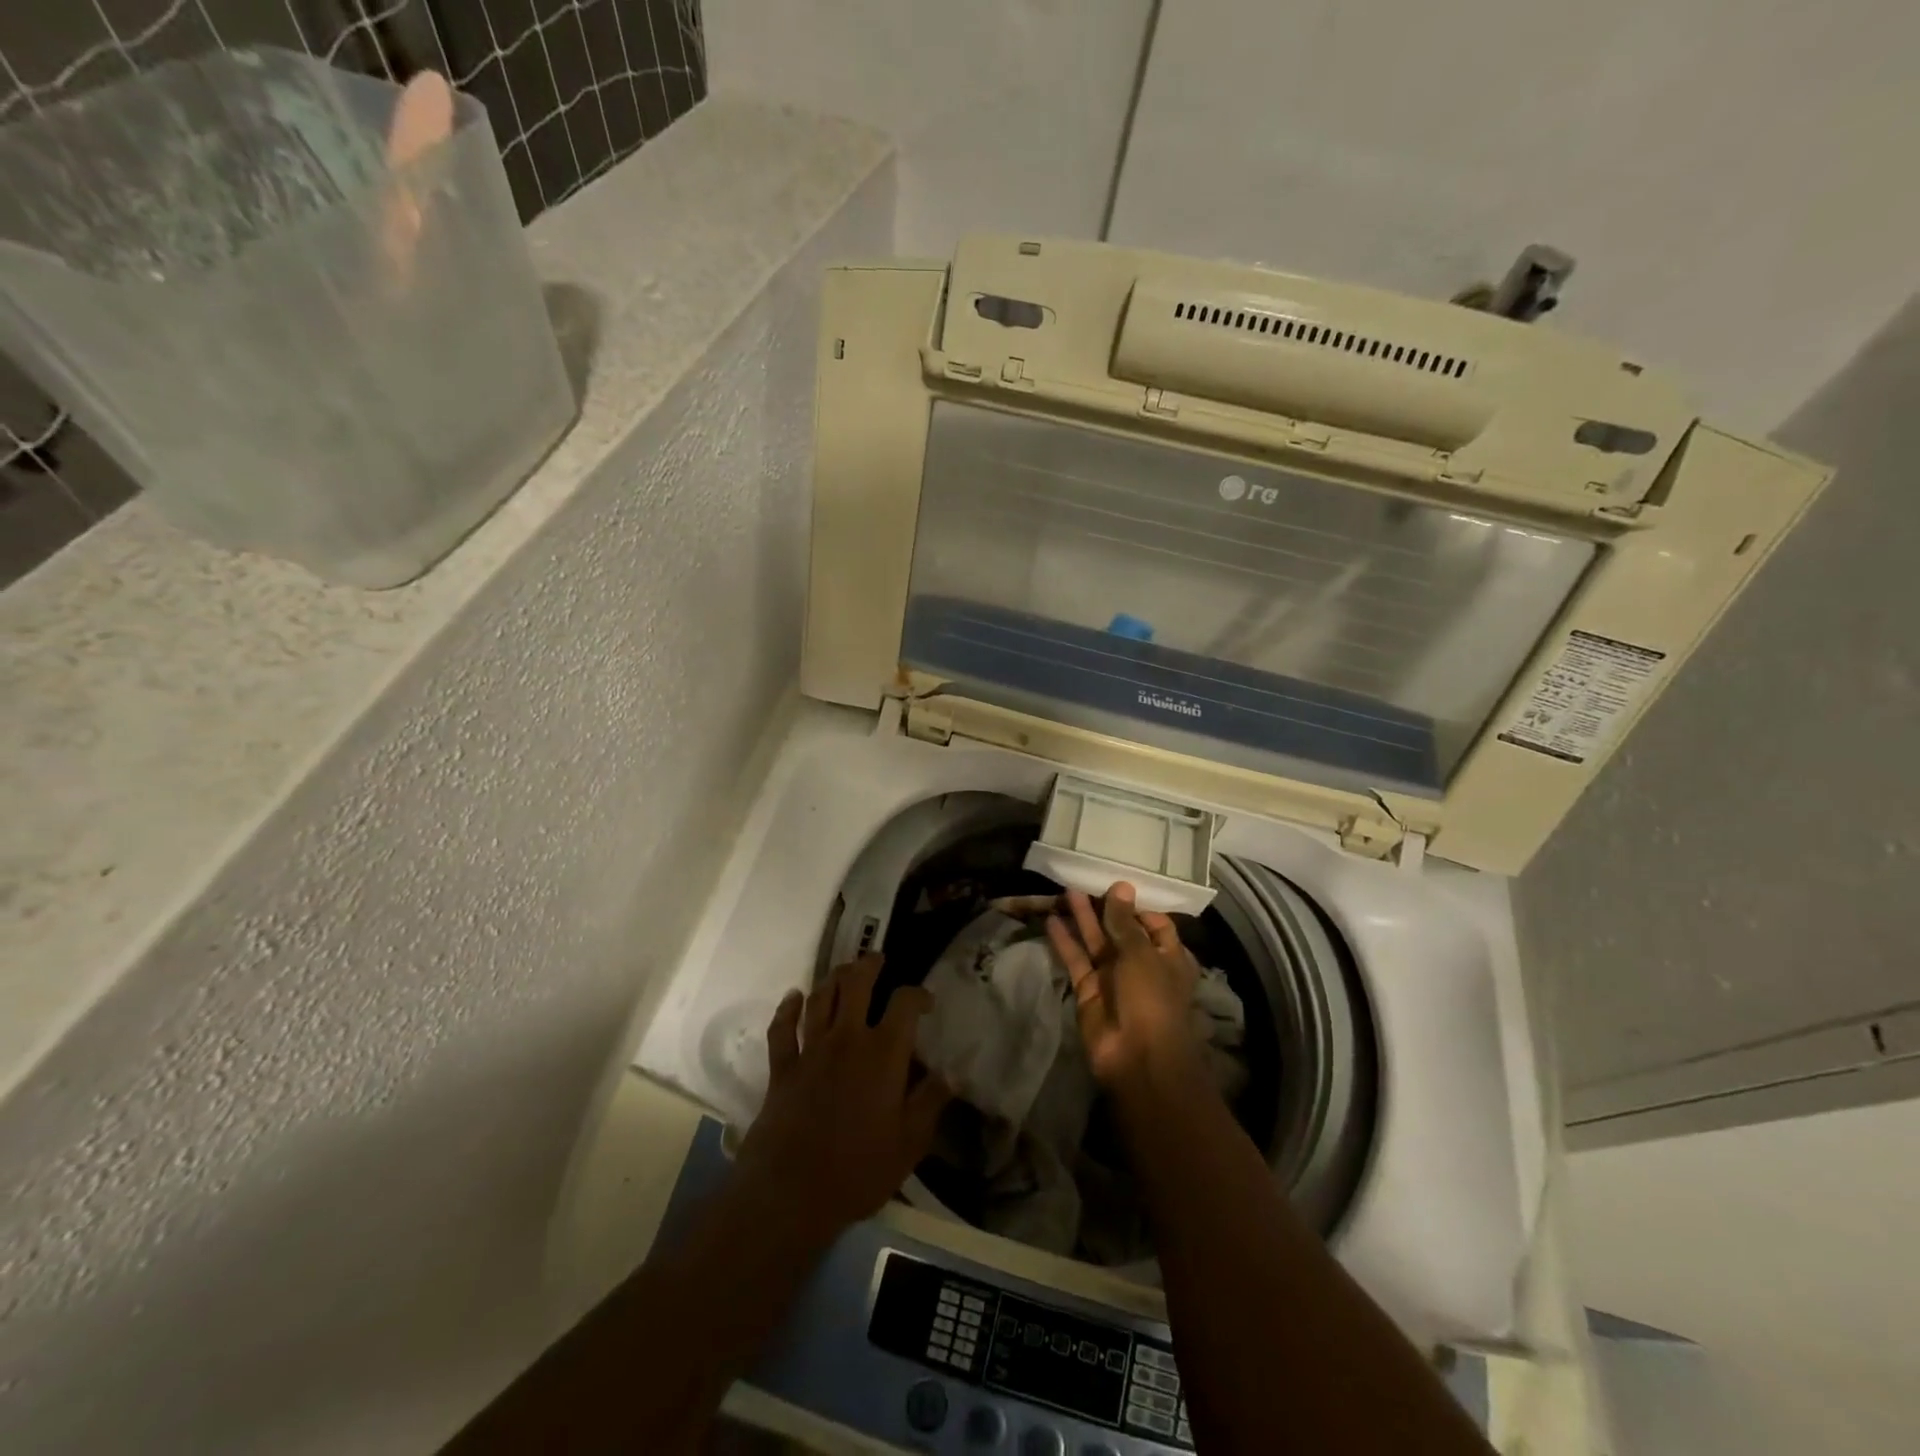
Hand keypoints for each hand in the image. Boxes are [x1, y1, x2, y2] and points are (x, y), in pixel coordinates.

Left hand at [735, 955, 951, 1242]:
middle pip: (856, 984)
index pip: (904, 1004)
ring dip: (832, 978)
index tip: (925, 1001)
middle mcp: (847, 1039)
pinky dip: (787, 1009)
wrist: (790, 1192)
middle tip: (877, 959)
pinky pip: (783, 1029)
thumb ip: (931, 1101)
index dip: (917, 994)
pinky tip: (793, 997)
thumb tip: (954, 1072)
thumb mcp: (909, 1142)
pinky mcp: (783, 1067)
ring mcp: (811, 1050)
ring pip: (820, 998)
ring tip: (844, 970)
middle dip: (868, 966)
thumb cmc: (858, 1169)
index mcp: (883, 1053)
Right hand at [1046, 883, 1202, 1089]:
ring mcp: (1113, 978)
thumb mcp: (1141, 953)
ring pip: (1096, 942)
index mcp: (1167, 956)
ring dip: (1083, 918)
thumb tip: (1122, 886)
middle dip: (1104, 907)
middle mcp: (1141, 964)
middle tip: (1085, 879)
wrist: (1136, 1058)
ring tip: (1066, 890)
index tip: (1116, 885)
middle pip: (1121, 930)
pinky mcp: (1088, 990)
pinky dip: (1065, 941)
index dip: (1136, 906)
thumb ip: (1125, 921)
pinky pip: (1077, 960)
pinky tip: (1052, 920)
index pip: (1154, 923)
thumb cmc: (1151, 998)